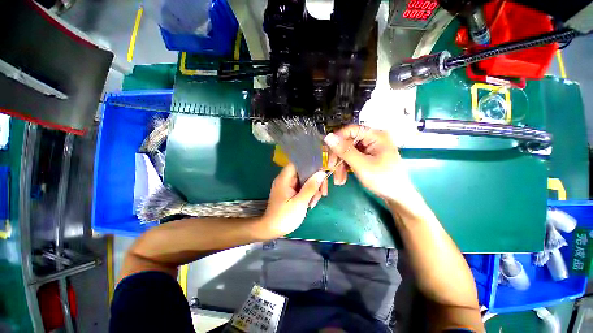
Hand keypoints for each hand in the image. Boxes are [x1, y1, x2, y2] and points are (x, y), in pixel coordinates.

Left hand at [261, 164, 325, 238]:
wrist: (272, 230)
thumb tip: (322, 172)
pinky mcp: (291, 193)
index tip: (321, 171)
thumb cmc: (285, 216)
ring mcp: (288, 186)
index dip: (310, 164)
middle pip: (303, 172)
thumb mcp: (300, 202)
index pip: (297, 163)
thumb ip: (311, 187)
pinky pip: (302, 188)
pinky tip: (311, 203)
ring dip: (313, 189)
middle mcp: (286, 179)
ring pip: (305, 181)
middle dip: (314, 181)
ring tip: (315, 201)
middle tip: (322, 192)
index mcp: (285, 178)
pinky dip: (308, 193)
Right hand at [324, 125, 422, 209]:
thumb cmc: (383, 180)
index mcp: (376, 136)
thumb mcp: (362, 165)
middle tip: (331, 168)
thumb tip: (328, 137)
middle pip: (348, 142)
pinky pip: (351, 158)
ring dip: (340, 165)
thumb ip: (345, 151)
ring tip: (338, 179)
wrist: (397, 197)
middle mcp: (372, 140)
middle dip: (338, 156)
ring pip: (347, 152)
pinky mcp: (367, 157)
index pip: (351, 130)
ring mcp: (370, 149)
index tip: (329, 152)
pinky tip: (343, 178)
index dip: (338, 139)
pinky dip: (345, 167)